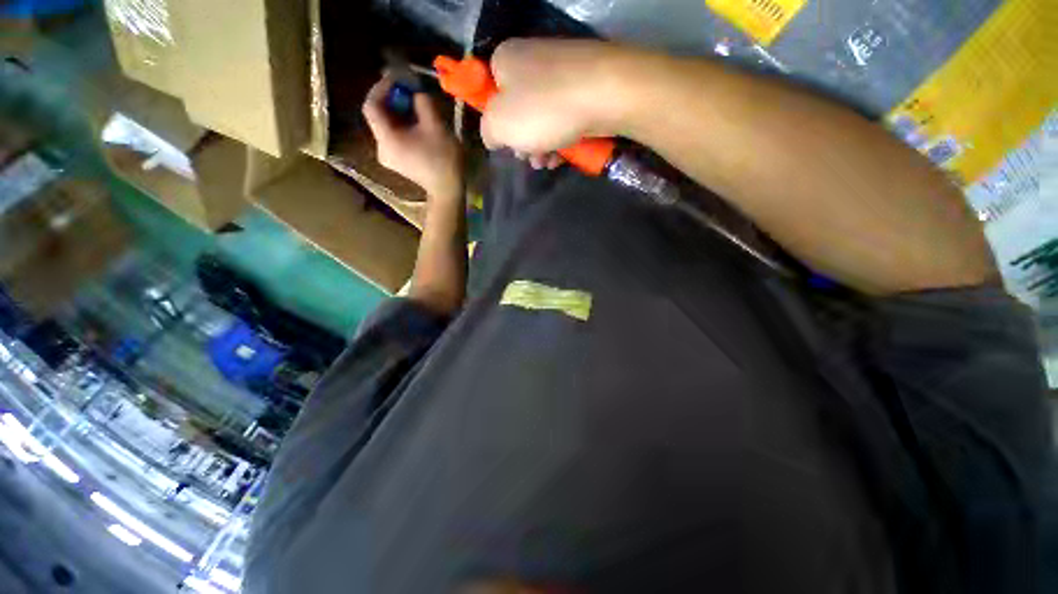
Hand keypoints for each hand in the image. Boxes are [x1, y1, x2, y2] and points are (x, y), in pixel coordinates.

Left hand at [363, 75, 463, 199]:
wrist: (448, 189)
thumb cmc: (443, 159)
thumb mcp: (436, 125)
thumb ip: (422, 101)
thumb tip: (415, 91)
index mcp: (387, 138)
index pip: (371, 105)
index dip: (382, 87)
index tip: (398, 79)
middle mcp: (380, 147)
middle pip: (378, 116)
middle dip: (393, 99)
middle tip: (410, 91)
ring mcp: (388, 156)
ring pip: (387, 126)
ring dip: (399, 112)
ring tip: (416, 106)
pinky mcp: (396, 161)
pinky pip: (393, 136)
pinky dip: (402, 125)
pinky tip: (416, 123)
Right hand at [481, 39, 628, 158]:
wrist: (605, 95)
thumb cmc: (544, 110)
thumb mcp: (499, 125)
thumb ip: (488, 132)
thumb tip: (493, 136)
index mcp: (506, 60)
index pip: (491, 93)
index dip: (496, 123)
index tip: (506, 144)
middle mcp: (532, 60)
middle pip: (519, 110)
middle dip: (522, 142)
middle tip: (530, 159)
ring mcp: (561, 72)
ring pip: (542, 119)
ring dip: (541, 146)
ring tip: (547, 163)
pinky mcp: (584, 87)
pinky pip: (564, 117)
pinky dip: (561, 138)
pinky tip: (563, 156)